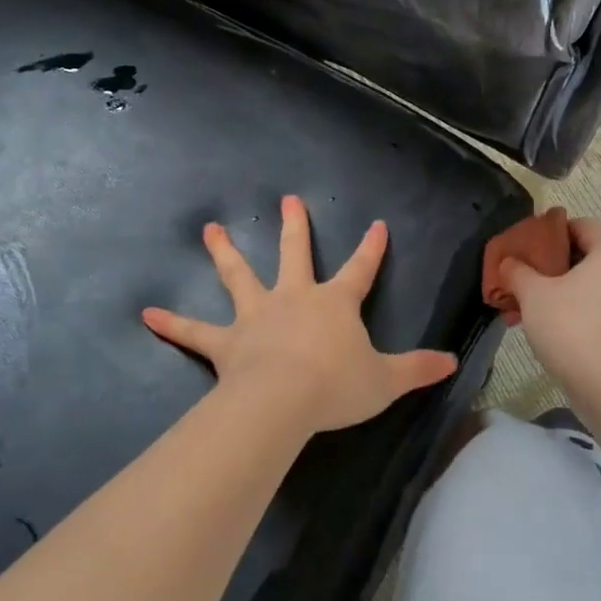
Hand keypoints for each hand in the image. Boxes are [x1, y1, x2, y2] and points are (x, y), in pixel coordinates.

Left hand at [141, 195, 458, 437]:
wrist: (284, 401)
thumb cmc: (337, 386)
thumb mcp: (386, 380)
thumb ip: (418, 369)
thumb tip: (453, 362)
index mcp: (334, 303)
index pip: (361, 269)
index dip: (372, 248)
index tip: (377, 224)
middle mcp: (294, 297)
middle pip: (294, 253)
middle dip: (295, 226)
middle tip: (288, 199)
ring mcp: (256, 315)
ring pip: (239, 276)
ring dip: (225, 253)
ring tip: (210, 230)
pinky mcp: (227, 342)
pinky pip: (195, 332)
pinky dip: (173, 323)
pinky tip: (147, 313)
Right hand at [500, 217, 600, 391]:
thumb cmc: (572, 326)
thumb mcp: (534, 294)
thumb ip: (517, 271)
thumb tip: (508, 263)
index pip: (579, 225)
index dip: (548, 232)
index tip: (523, 248)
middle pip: (585, 256)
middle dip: (550, 266)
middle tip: (521, 278)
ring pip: (590, 285)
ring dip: (559, 291)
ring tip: (527, 307)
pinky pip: (600, 308)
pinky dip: (575, 311)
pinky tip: (548, 328)